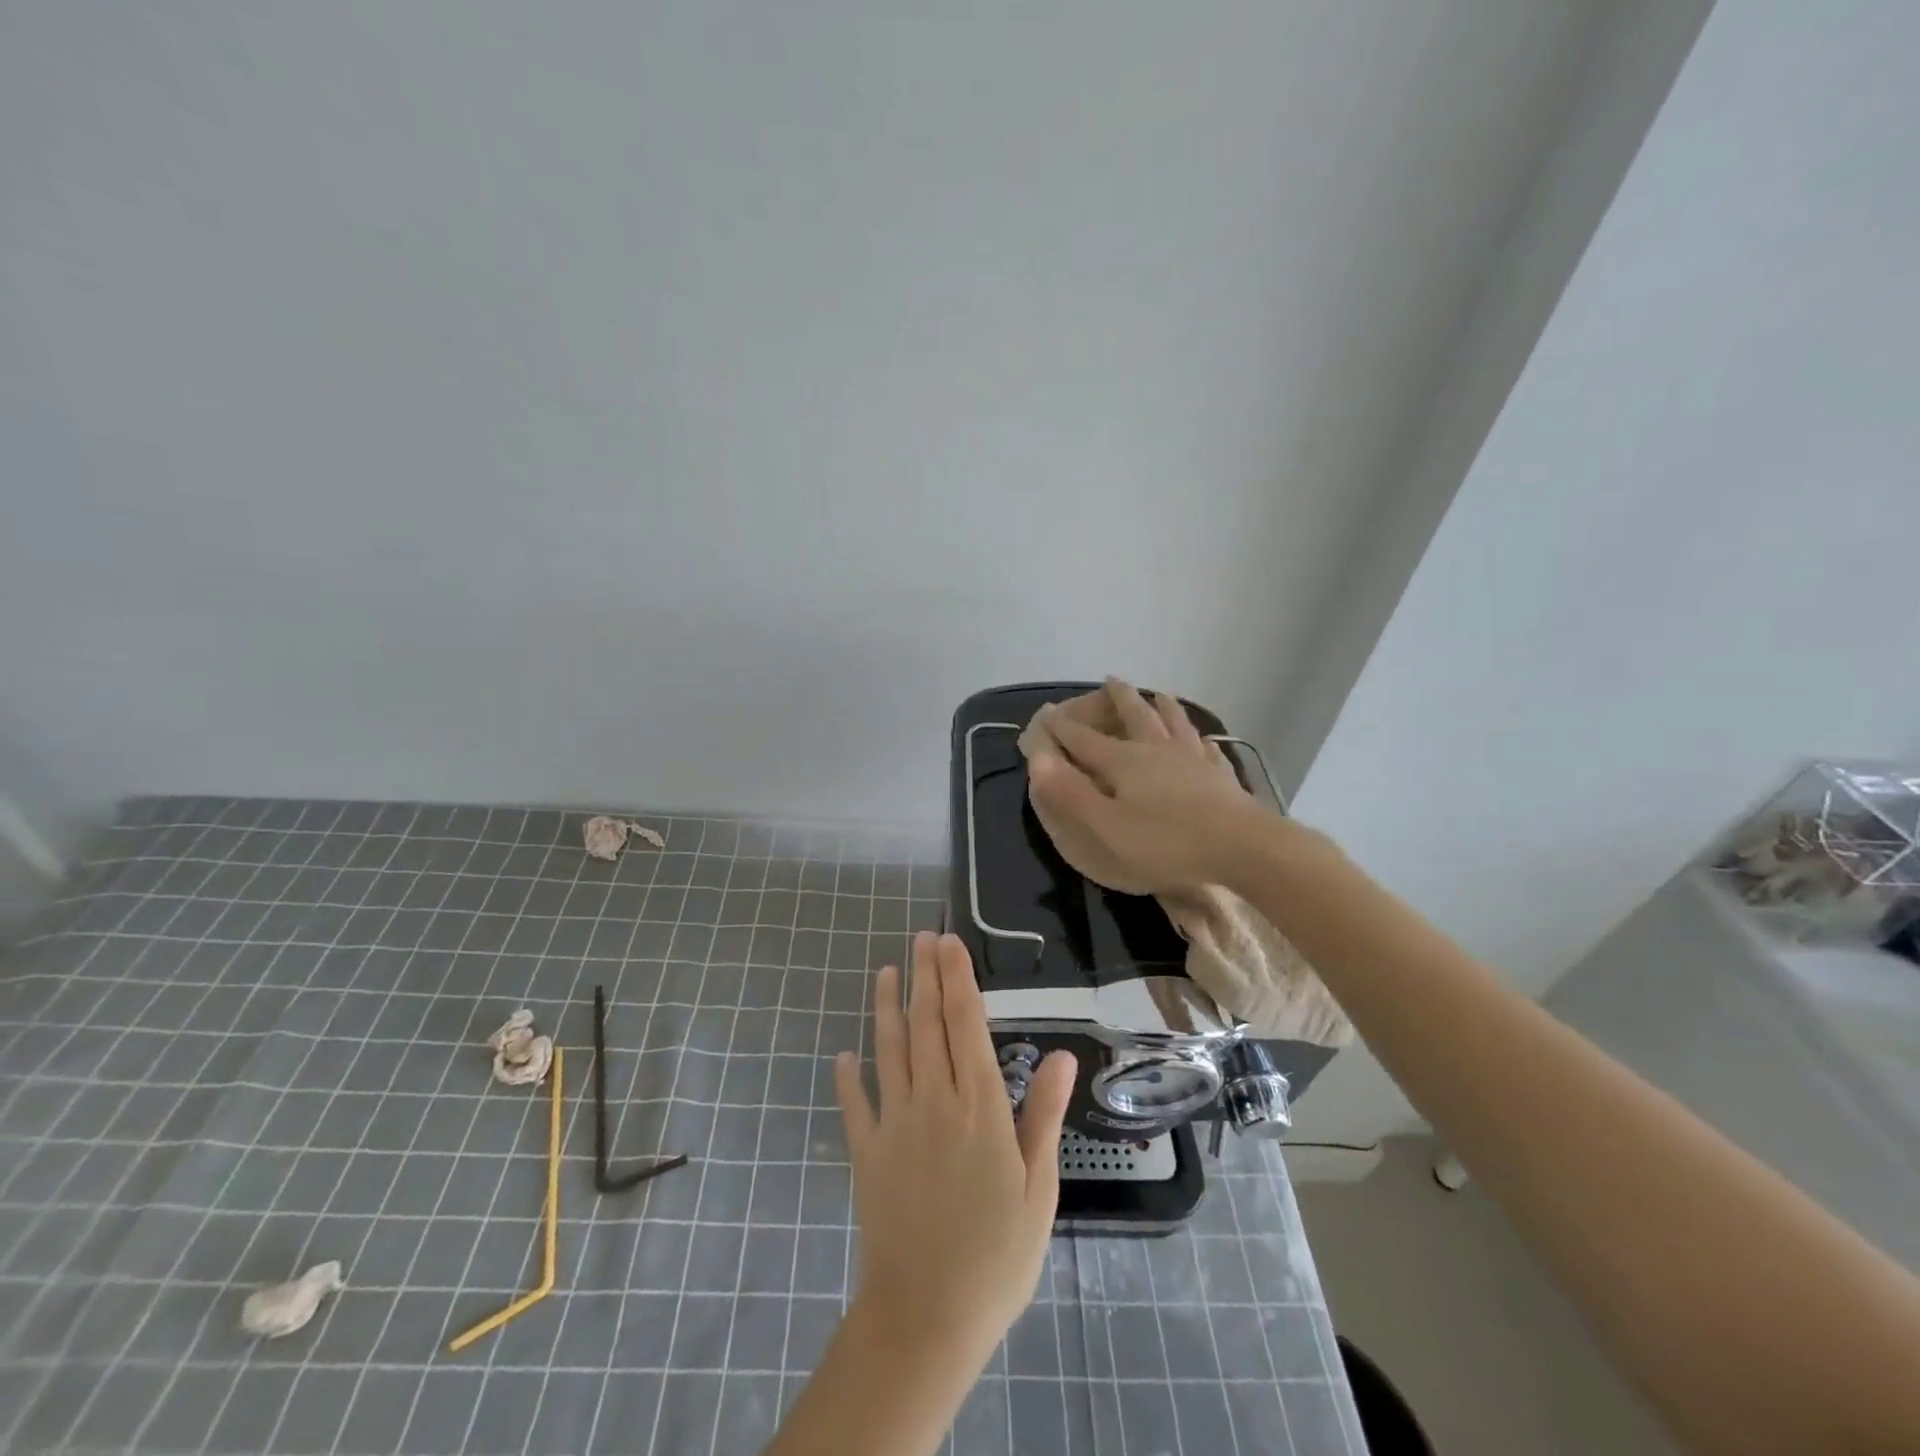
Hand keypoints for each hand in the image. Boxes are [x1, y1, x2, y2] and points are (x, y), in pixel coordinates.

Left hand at [834, 932, 1075, 1359]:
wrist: (926, 1315)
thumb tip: (1064, 1055)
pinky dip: (849, 1075)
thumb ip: (1043, 1115)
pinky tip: (843, 1053)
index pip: (966, 1025)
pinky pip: (855, 1103)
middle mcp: (934, 1101)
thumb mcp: (1038, 1187)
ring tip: (886, 972)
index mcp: (979, 1107)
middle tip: (921, 938)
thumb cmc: (996, 1254)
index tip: (949, 944)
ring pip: (890, 1050)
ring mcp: (895, 1124)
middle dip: (925, 977)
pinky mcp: (867, 1152)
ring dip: (887, 1007)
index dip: (957, 979)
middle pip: (928, 1025)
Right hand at [1028, 676, 1269, 892]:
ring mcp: (1193, 759)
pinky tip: (1204, 741)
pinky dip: (1200, 740)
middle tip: (1110, 680)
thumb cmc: (1166, 842)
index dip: (1063, 727)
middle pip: (1135, 715)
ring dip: (1162, 706)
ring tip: (1159, 694)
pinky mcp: (1220, 775)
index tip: (1048, 714)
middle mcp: (1157, 750)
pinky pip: (1207, 749)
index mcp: (1124, 762)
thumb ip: (1070, 793)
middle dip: (1119, 697)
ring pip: (1174, 722)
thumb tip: (1038, 758)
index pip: (1084, 739)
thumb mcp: (1106, 826)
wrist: (1242, 846)